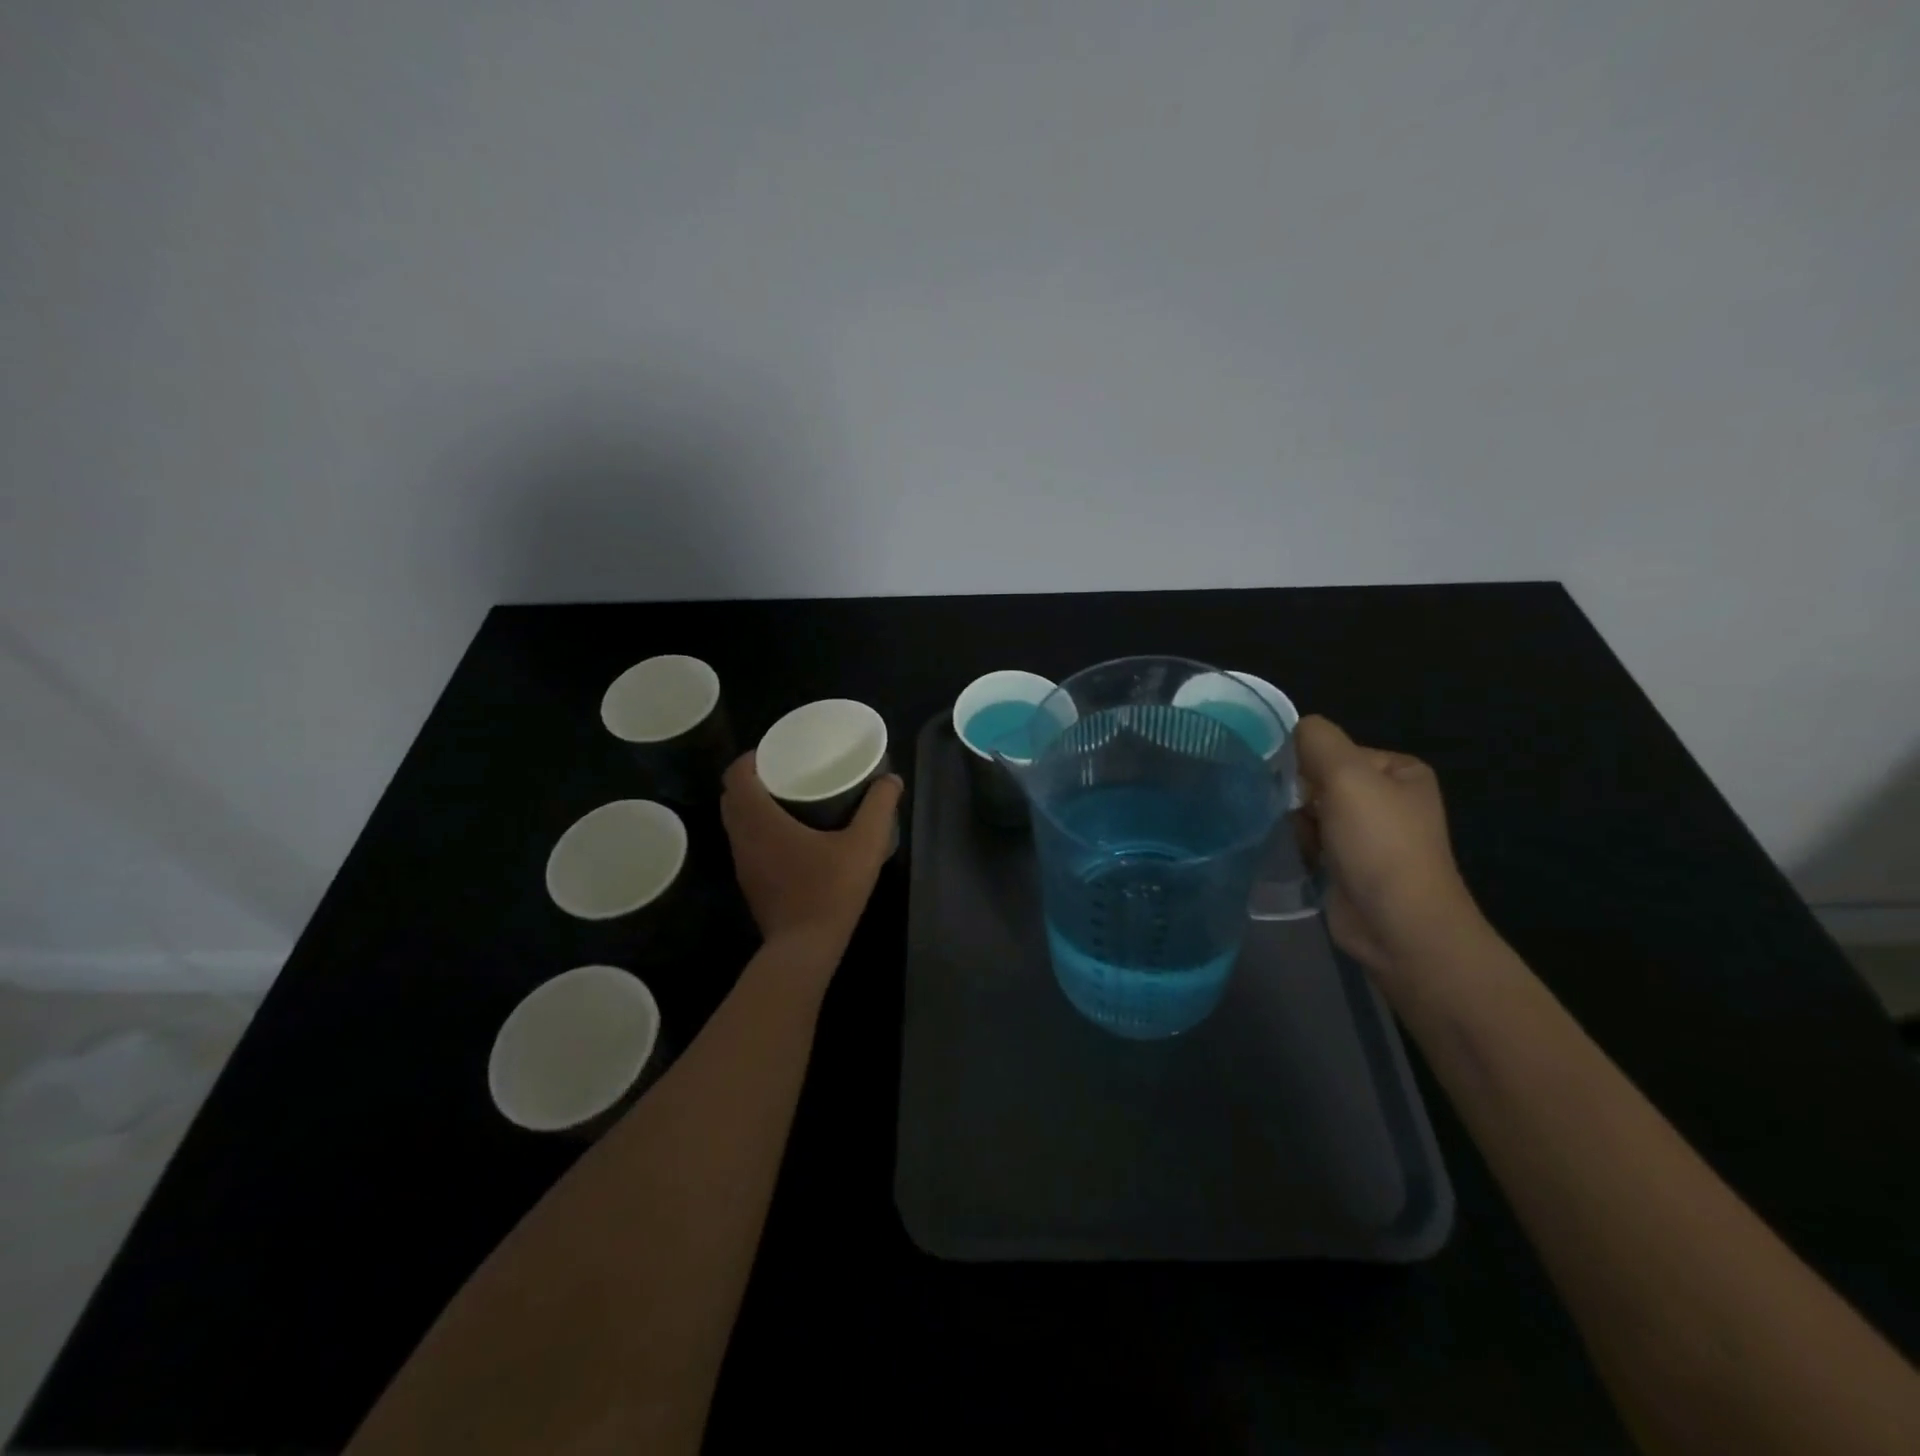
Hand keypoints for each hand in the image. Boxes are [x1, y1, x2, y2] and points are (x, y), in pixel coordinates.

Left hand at [721, 754, 902, 959]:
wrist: (805, 948)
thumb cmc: (830, 890)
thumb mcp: (864, 845)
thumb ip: (879, 808)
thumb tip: (891, 780)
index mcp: (760, 820)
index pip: (736, 776)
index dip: (751, 758)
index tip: (775, 751)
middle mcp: (743, 838)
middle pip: (732, 796)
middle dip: (753, 778)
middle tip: (785, 770)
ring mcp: (742, 863)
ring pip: (735, 821)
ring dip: (752, 805)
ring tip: (787, 797)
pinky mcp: (749, 882)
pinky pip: (744, 842)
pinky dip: (756, 829)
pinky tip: (788, 835)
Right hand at [1295, 715, 1483, 977]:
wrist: (1398, 926)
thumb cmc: (1379, 845)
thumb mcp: (1347, 775)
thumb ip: (1317, 740)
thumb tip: (1294, 728)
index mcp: (1400, 771)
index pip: (1335, 749)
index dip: (1308, 763)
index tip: (1293, 785)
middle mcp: (1388, 799)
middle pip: (1321, 779)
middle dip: (1298, 794)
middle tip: (1290, 813)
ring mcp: (1370, 835)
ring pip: (1311, 811)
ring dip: (1295, 821)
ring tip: (1295, 839)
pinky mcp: (1349, 866)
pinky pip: (1311, 840)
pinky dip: (1298, 845)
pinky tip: (1295, 855)